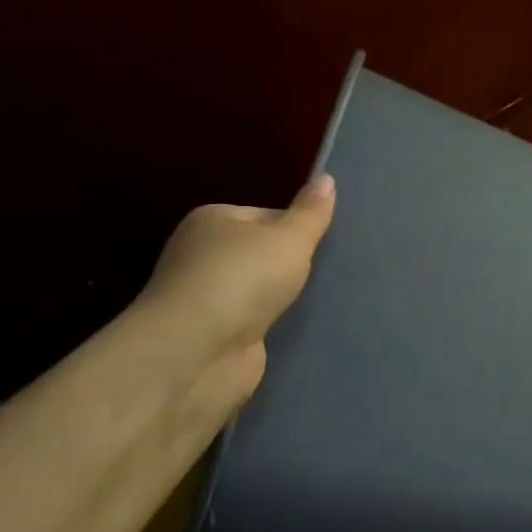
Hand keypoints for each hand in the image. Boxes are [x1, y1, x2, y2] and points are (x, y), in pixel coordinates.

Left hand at [132, 173, 336, 397]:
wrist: (197, 353)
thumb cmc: (242, 279)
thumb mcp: (288, 238)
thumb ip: (311, 213)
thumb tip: (327, 179)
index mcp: (212, 221)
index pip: (266, 215)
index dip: (298, 227)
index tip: (328, 244)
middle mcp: (203, 256)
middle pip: (263, 253)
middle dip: (293, 264)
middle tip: (333, 271)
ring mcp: (208, 299)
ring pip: (261, 291)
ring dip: (285, 298)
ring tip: (328, 300)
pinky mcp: (216, 337)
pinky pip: (257, 323)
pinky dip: (276, 327)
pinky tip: (304, 329)